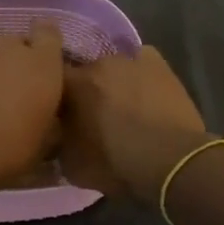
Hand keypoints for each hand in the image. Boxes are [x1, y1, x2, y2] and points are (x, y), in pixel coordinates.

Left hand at [0, 22, 65, 195]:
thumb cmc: (5, 150)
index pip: (50, 32)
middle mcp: (8, 50)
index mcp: (41, 63)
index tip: (48, 70)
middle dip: (20, 63)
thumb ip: (51, 122)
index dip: (48, 48)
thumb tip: (49, 120)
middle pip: (18, 45)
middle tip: (20, 94)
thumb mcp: (43, 146)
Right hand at [61, 47, 209, 202]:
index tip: (59, 113)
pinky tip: (143, 90)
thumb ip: (59, 142)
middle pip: (84, 72)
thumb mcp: (72, 165)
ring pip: (112, 67)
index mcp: (72, 85)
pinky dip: (138, 73)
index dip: (54, 96)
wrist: (171, 161)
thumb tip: (58, 134)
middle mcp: (96, 64)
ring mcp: (129, 59)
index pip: (51, 80)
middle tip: (91, 113)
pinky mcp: (157, 63)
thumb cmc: (117, 164)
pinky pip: (140, 60)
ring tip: (121, 104)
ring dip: (112, 82)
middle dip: (85, 89)